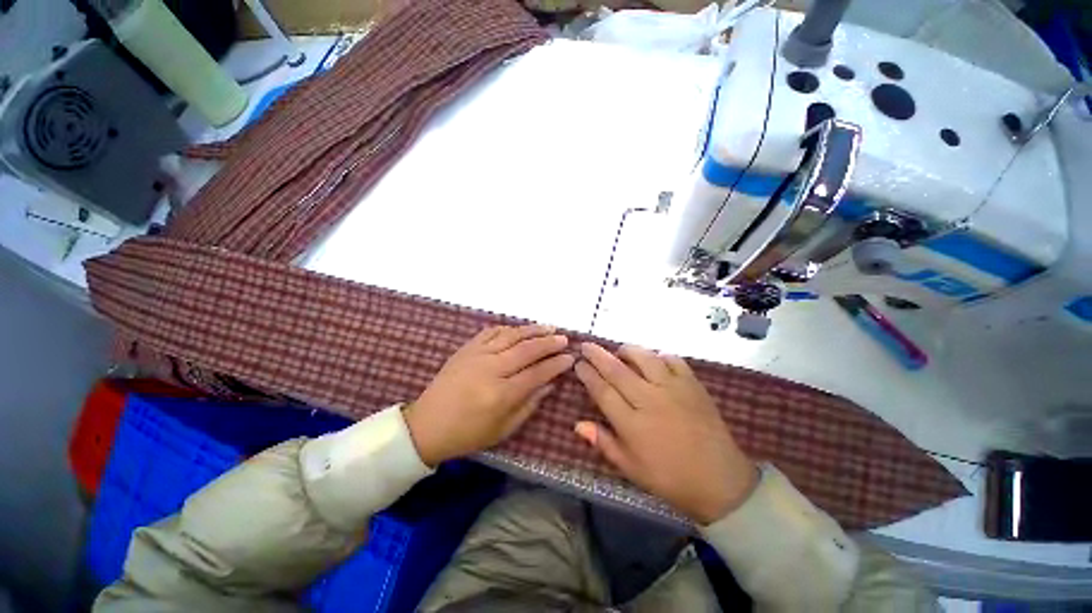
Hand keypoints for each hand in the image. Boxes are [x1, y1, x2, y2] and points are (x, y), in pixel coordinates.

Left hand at [404, 324, 574, 465]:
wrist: (427, 425)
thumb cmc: (468, 433)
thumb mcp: (504, 429)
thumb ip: (530, 404)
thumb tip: (550, 384)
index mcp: (501, 394)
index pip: (537, 373)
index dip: (556, 364)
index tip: (570, 358)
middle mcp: (491, 370)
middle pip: (527, 350)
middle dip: (549, 343)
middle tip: (565, 339)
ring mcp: (477, 355)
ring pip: (511, 336)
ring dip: (533, 330)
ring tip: (550, 328)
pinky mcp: (466, 349)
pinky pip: (491, 332)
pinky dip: (508, 328)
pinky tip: (520, 329)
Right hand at [574, 343, 758, 524]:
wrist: (720, 481)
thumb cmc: (670, 478)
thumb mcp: (631, 468)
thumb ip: (603, 442)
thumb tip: (577, 424)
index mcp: (632, 424)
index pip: (602, 391)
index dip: (588, 375)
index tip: (578, 364)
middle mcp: (649, 400)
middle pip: (617, 370)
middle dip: (598, 355)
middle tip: (586, 345)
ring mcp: (673, 389)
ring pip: (644, 358)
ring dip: (627, 350)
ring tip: (619, 350)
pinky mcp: (692, 385)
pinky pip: (673, 360)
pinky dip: (660, 355)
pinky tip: (654, 358)